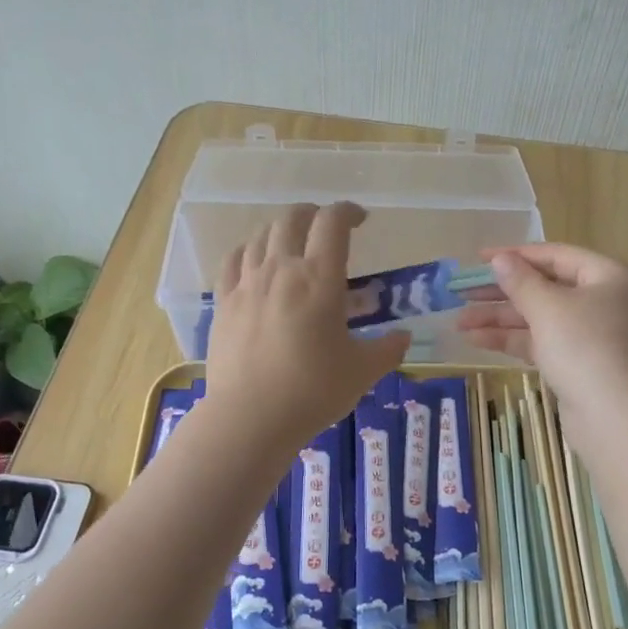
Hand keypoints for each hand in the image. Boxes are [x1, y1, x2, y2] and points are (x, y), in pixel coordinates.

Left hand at [204, 203, 409, 448]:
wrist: (250, 417)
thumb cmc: (313, 391)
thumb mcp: (362, 372)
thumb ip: (388, 349)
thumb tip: (403, 337)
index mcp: (319, 278)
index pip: (332, 222)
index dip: (347, 212)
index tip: (360, 219)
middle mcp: (281, 269)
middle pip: (292, 218)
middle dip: (312, 214)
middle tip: (325, 227)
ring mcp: (247, 283)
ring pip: (260, 235)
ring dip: (281, 230)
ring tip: (292, 243)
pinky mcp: (223, 302)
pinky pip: (233, 260)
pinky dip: (248, 250)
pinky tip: (254, 261)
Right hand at [455, 243, 627, 418]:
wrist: (616, 419)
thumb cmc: (585, 348)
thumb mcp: (548, 308)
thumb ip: (520, 281)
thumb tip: (500, 259)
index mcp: (610, 276)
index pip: (555, 256)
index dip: (514, 255)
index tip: (477, 259)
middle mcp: (606, 301)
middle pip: (546, 287)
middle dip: (502, 292)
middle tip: (461, 292)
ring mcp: (594, 336)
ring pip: (541, 318)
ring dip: (500, 319)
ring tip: (459, 323)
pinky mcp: (581, 365)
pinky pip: (543, 342)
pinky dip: (513, 340)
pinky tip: (477, 341)